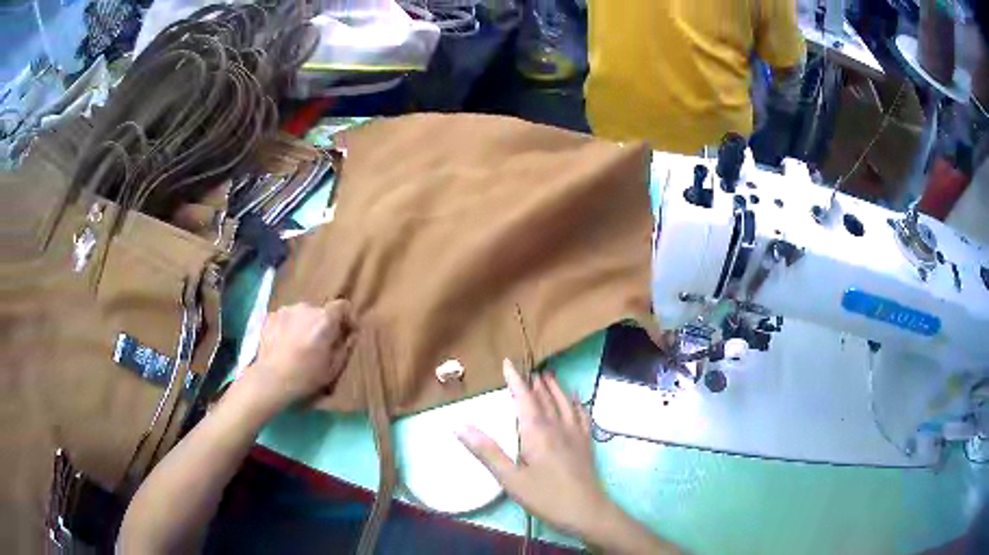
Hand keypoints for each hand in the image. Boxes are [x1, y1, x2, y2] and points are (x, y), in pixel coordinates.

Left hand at [241, 301, 356, 410]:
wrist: (271, 379)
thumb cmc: (306, 376)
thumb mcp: (334, 368)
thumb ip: (345, 347)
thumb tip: (351, 335)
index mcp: (325, 319)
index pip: (343, 306)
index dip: (347, 318)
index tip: (346, 333)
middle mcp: (306, 307)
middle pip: (321, 311)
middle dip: (323, 324)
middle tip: (320, 344)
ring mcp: (286, 310)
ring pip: (302, 314)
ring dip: (305, 325)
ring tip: (300, 344)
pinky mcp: (270, 316)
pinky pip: (286, 318)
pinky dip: (289, 327)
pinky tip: (284, 344)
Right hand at [456, 359, 609, 536]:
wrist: (586, 511)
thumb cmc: (545, 496)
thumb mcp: (510, 478)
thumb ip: (486, 451)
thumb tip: (458, 425)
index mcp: (537, 431)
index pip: (524, 398)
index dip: (515, 380)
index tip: (507, 362)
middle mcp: (557, 426)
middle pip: (545, 397)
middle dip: (534, 381)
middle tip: (525, 368)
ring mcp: (575, 433)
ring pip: (564, 402)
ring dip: (554, 387)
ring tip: (547, 376)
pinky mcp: (586, 443)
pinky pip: (581, 414)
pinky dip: (576, 402)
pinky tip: (575, 399)